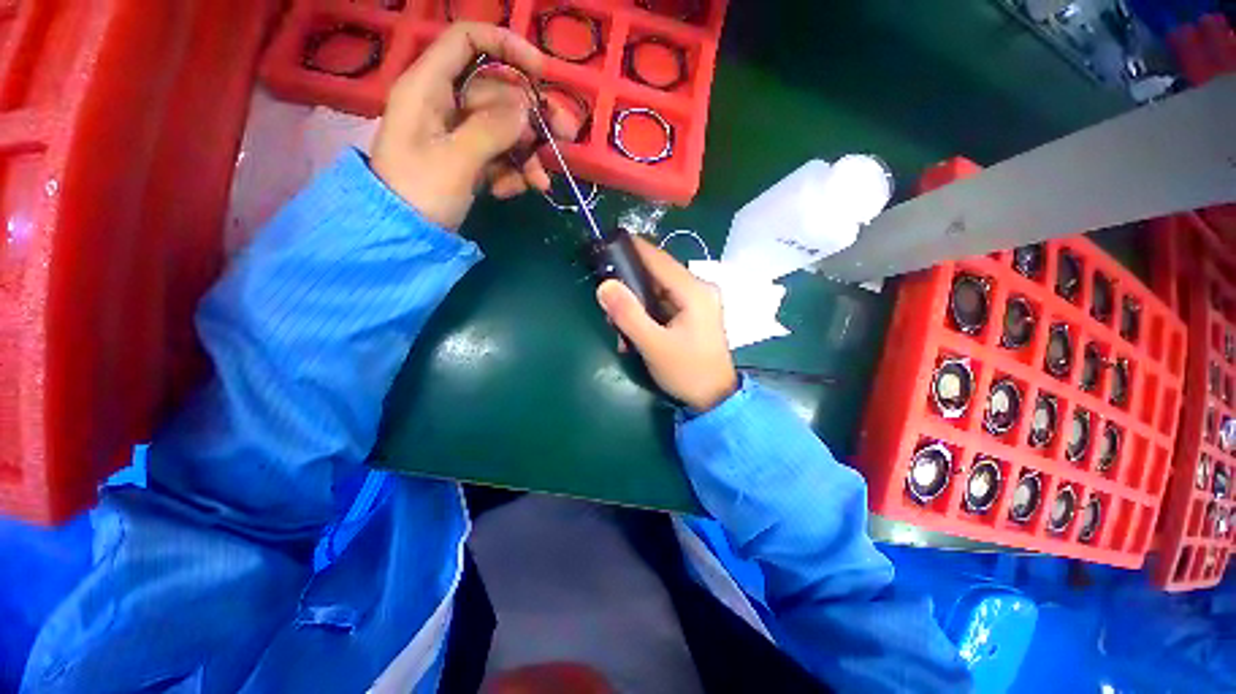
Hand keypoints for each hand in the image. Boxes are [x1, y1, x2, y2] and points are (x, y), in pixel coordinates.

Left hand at [371, 23, 567, 228]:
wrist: (403, 235)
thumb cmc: (419, 192)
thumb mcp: (456, 160)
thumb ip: (492, 129)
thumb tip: (527, 107)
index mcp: (429, 87)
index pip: (467, 40)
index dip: (506, 46)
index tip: (541, 72)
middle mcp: (445, 103)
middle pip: (497, 93)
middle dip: (532, 116)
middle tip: (567, 135)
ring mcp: (458, 134)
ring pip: (504, 129)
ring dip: (527, 153)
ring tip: (542, 181)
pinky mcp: (468, 160)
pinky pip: (499, 156)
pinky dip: (512, 172)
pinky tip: (514, 192)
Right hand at [596, 238, 738, 411]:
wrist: (715, 399)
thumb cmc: (687, 372)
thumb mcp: (654, 345)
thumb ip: (628, 315)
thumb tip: (604, 285)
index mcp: (694, 291)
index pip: (658, 258)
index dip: (632, 249)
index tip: (606, 244)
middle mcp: (698, 289)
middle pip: (657, 273)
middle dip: (629, 284)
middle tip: (606, 299)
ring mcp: (697, 301)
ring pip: (658, 290)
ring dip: (636, 303)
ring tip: (620, 326)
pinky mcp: (693, 314)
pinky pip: (663, 304)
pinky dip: (646, 313)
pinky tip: (634, 332)